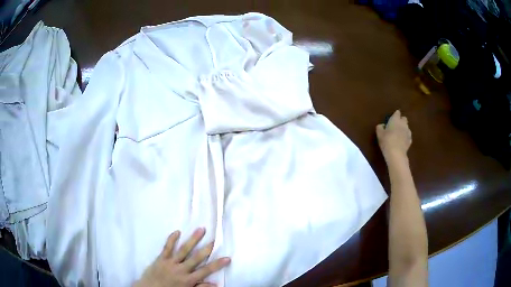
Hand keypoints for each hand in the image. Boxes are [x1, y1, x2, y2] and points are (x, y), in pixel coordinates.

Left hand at [133, 228, 230, 286]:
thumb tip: (215, 284)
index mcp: (188, 280)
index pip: (206, 271)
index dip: (217, 264)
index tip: (227, 258)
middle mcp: (181, 270)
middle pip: (196, 258)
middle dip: (206, 248)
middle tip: (215, 239)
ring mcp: (170, 263)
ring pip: (183, 249)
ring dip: (193, 239)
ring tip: (201, 230)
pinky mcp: (161, 258)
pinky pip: (167, 247)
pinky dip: (172, 239)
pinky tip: (177, 231)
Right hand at [376, 110, 411, 160]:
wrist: (396, 154)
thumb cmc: (386, 141)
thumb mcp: (379, 134)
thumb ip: (380, 127)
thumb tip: (382, 125)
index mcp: (395, 119)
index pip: (397, 113)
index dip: (395, 115)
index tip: (392, 118)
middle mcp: (403, 124)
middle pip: (404, 119)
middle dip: (401, 120)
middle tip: (395, 126)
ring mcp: (408, 132)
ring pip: (407, 127)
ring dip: (404, 129)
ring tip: (399, 134)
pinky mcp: (410, 140)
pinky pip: (408, 136)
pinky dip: (405, 137)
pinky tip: (402, 141)